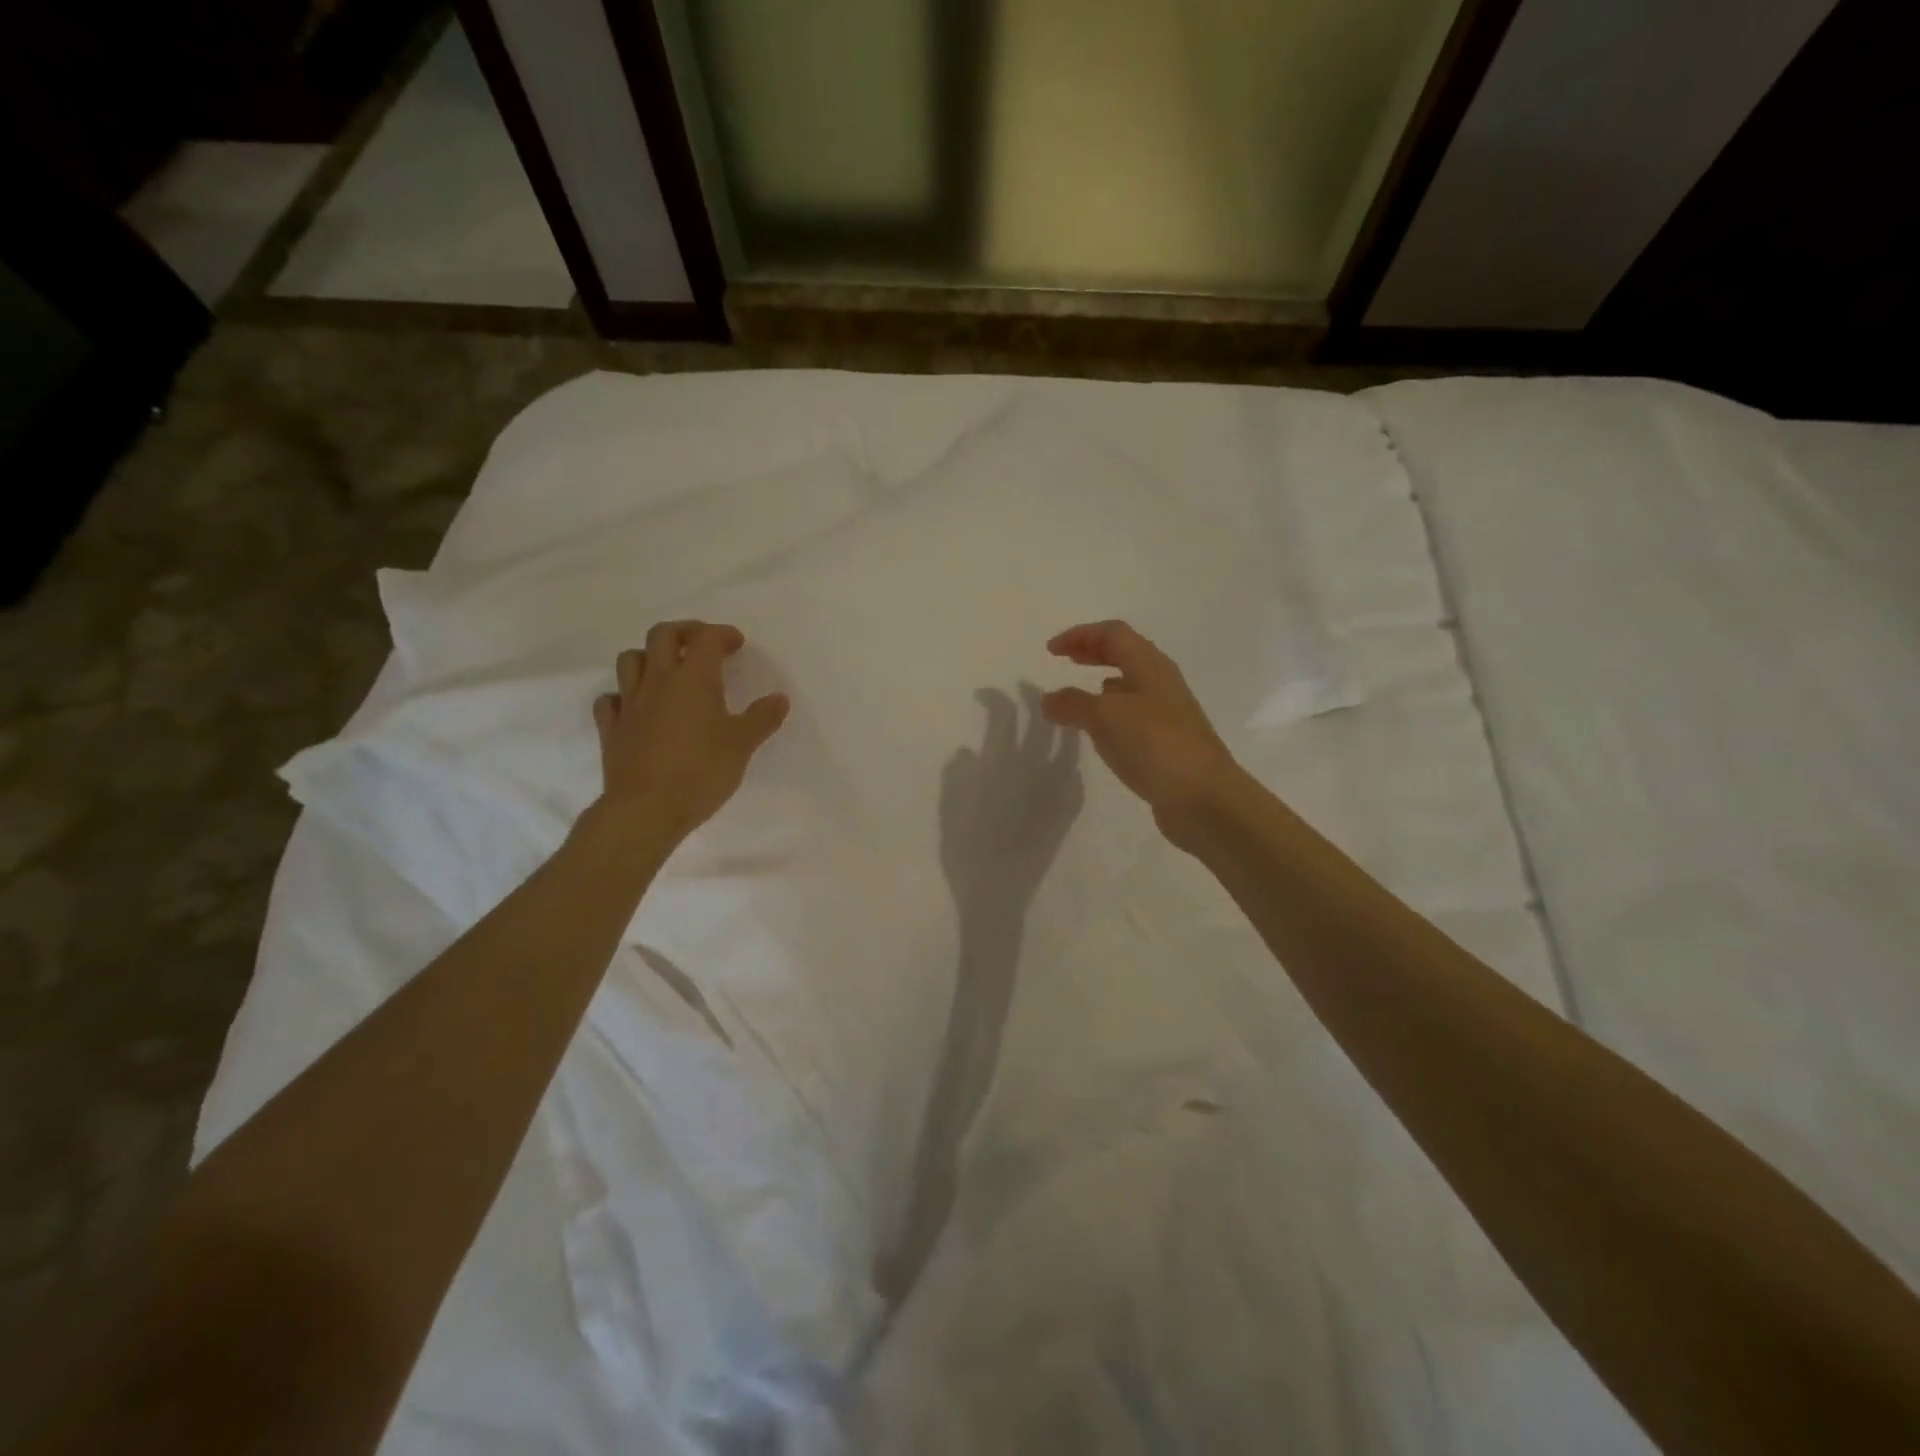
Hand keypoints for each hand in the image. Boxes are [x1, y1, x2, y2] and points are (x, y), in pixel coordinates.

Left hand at [591, 620, 789, 844]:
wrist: (647, 808)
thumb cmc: (701, 771)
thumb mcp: (742, 745)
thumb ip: (762, 718)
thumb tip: (779, 698)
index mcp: (693, 679)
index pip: (706, 639)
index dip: (722, 635)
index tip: (736, 644)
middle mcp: (658, 682)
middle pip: (662, 636)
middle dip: (684, 632)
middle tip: (702, 644)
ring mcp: (629, 704)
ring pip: (630, 660)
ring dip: (649, 656)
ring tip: (668, 670)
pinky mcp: (611, 729)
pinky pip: (610, 700)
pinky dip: (623, 695)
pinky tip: (637, 707)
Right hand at [939, 685, 1083, 915]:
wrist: (1003, 902)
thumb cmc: (969, 859)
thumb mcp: (952, 816)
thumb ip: (957, 781)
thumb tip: (968, 751)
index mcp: (1005, 771)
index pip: (1007, 720)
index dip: (999, 701)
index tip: (988, 695)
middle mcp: (1036, 776)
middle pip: (1044, 725)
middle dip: (1038, 701)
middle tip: (1028, 690)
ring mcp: (1058, 795)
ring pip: (1067, 746)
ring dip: (1061, 725)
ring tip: (1055, 713)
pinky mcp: (1068, 814)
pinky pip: (1076, 776)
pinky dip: (1071, 759)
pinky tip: (1066, 756)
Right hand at [1040, 621, 1242, 848]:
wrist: (1204, 798)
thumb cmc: (1155, 745)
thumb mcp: (1105, 717)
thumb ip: (1073, 703)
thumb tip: (1049, 699)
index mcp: (1151, 666)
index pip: (1114, 634)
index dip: (1081, 635)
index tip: (1051, 651)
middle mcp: (1162, 684)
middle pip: (1125, 655)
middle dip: (1093, 653)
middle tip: (1065, 660)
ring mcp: (1168, 715)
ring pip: (1131, 686)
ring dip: (1102, 684)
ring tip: (1078, 697)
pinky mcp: (1167, 744)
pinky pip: (1133, 717)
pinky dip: (1111, 715)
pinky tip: (1100, 732)